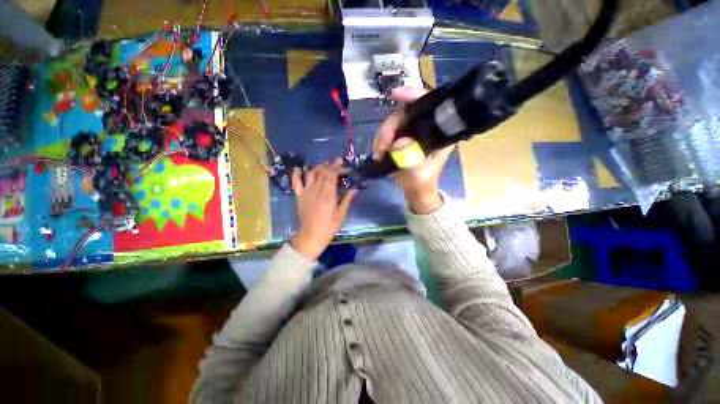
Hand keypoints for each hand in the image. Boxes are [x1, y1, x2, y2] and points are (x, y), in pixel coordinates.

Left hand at [290, 159, 357, 260]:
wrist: (311, 236)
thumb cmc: (329, 226)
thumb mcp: (341, 214)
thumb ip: (347, 199)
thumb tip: (355, 189)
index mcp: (328, 195)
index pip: (332, 175)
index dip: (338, 168)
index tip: (344, 166)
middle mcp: (317, 190)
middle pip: (322, 172)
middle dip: (330, 165)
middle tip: (337, 164)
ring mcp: (306, 192)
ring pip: (311, 173)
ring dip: (318, 167)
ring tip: (324, 166)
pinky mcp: (299, 196)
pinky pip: (296, 182)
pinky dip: (297, 173)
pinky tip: (300, 168)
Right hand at [373, 87, 453, 213]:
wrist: (416, 192)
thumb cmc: (421, 184)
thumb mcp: (417, 174)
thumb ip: (410, 159)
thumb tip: (397, 143)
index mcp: (439, 133)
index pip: (429, 105)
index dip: (414, 96)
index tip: (395, 95)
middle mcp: (427, 128)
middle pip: (406, 114)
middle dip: (389, 128)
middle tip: (381, 147)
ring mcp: (413, 133)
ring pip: (395, 123)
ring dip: (382, 137)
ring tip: (378, 154)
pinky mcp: (404, 139)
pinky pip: (390, 133)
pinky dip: (382, 141)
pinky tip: (379, 152)